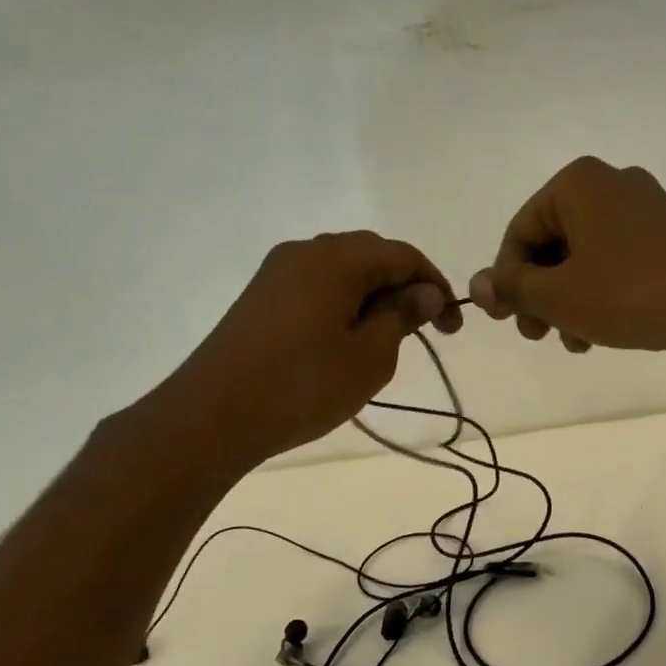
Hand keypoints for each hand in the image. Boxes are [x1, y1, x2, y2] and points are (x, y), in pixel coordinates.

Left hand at [145, 231, 460, 468]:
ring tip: (387, 340)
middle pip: (371, 255)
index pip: (403, 255)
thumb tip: (425, 292)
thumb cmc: (304, 385)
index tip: (451, 326)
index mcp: (337, 259)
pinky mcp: (261, 296)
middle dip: (405, 287)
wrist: (214, 415)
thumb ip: (402, 315)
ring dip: (374, 297)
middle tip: (424, 331)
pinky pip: (317, 286)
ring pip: (342, 271)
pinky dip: (344, 304)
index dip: (436, 285)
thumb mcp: (370, 355)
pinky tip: (346, 340)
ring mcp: (277, 272)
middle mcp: (305, 251)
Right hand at [469, 157, 665, 354]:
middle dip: (541, 294)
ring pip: (586, 256)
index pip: (521, 231)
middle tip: (538, 335)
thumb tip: (477, 285)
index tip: (508, 320)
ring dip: (570, 301)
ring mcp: (647, 208)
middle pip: (554, 243)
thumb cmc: (628, 293)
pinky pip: (618, 260)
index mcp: (578, 183)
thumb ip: (513, 288)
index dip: (507, 279)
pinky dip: (602, 293)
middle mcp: (612, 183)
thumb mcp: (559, 296)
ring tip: (575, 342)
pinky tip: (604, 331)